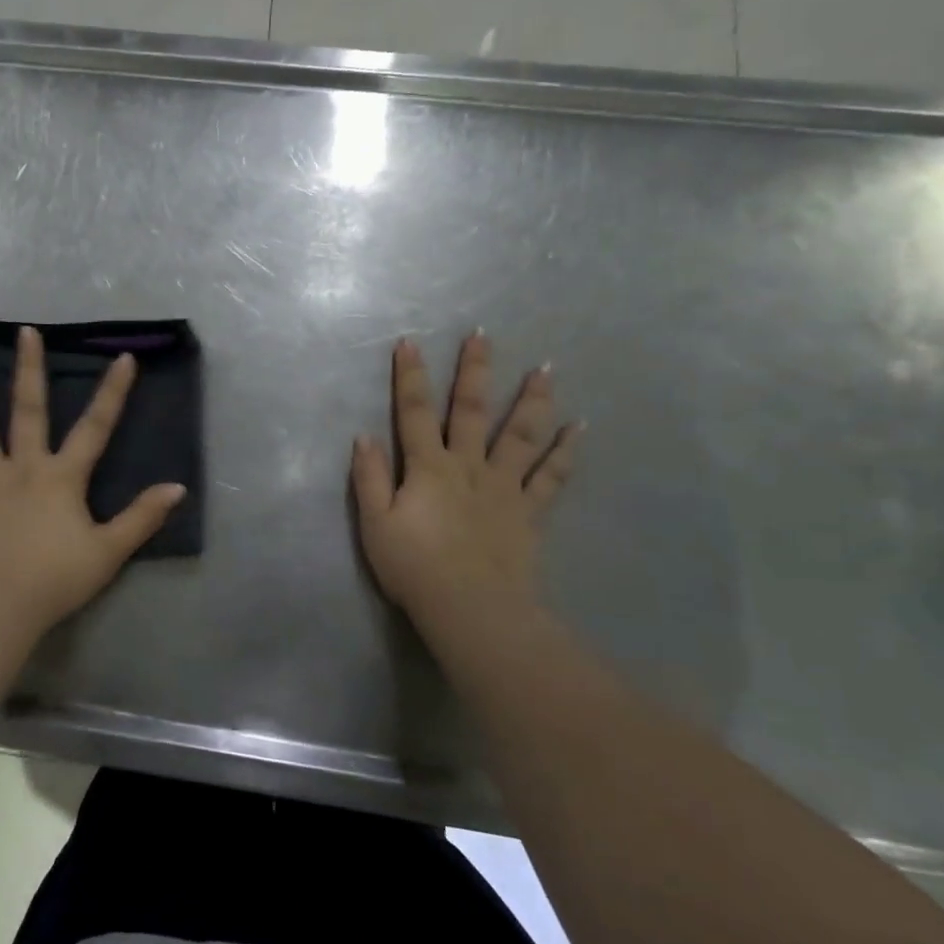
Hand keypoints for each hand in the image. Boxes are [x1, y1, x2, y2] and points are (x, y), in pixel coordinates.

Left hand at [0, 326, 186, 636]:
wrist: (3, 604)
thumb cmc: (59, 577)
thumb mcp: (110, 550)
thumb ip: (142, 517)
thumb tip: (177, 487)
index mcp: (63, 476)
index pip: (95, 427)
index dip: (112, 392)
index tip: (123, 358)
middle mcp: (24, 466)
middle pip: (28, 410)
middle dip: (30, 369)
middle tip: (25, 332)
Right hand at [351, 333, 579, 638]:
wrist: (471, 608)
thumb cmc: (414, 567)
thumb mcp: (375, 524)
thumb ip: (370, 478)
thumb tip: (363, 436)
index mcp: (429, 468)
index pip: (415, 412)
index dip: (410, 377)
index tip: (409, 342)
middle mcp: (469, 466)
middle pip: (472, 410)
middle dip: (474, 371)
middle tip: (482, 336)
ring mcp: (504, 487)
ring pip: (521, 434)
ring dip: (532, 399)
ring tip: (546, 369)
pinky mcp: (529, 512)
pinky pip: (551, 477)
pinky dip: (566, 452)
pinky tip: (580, 428)